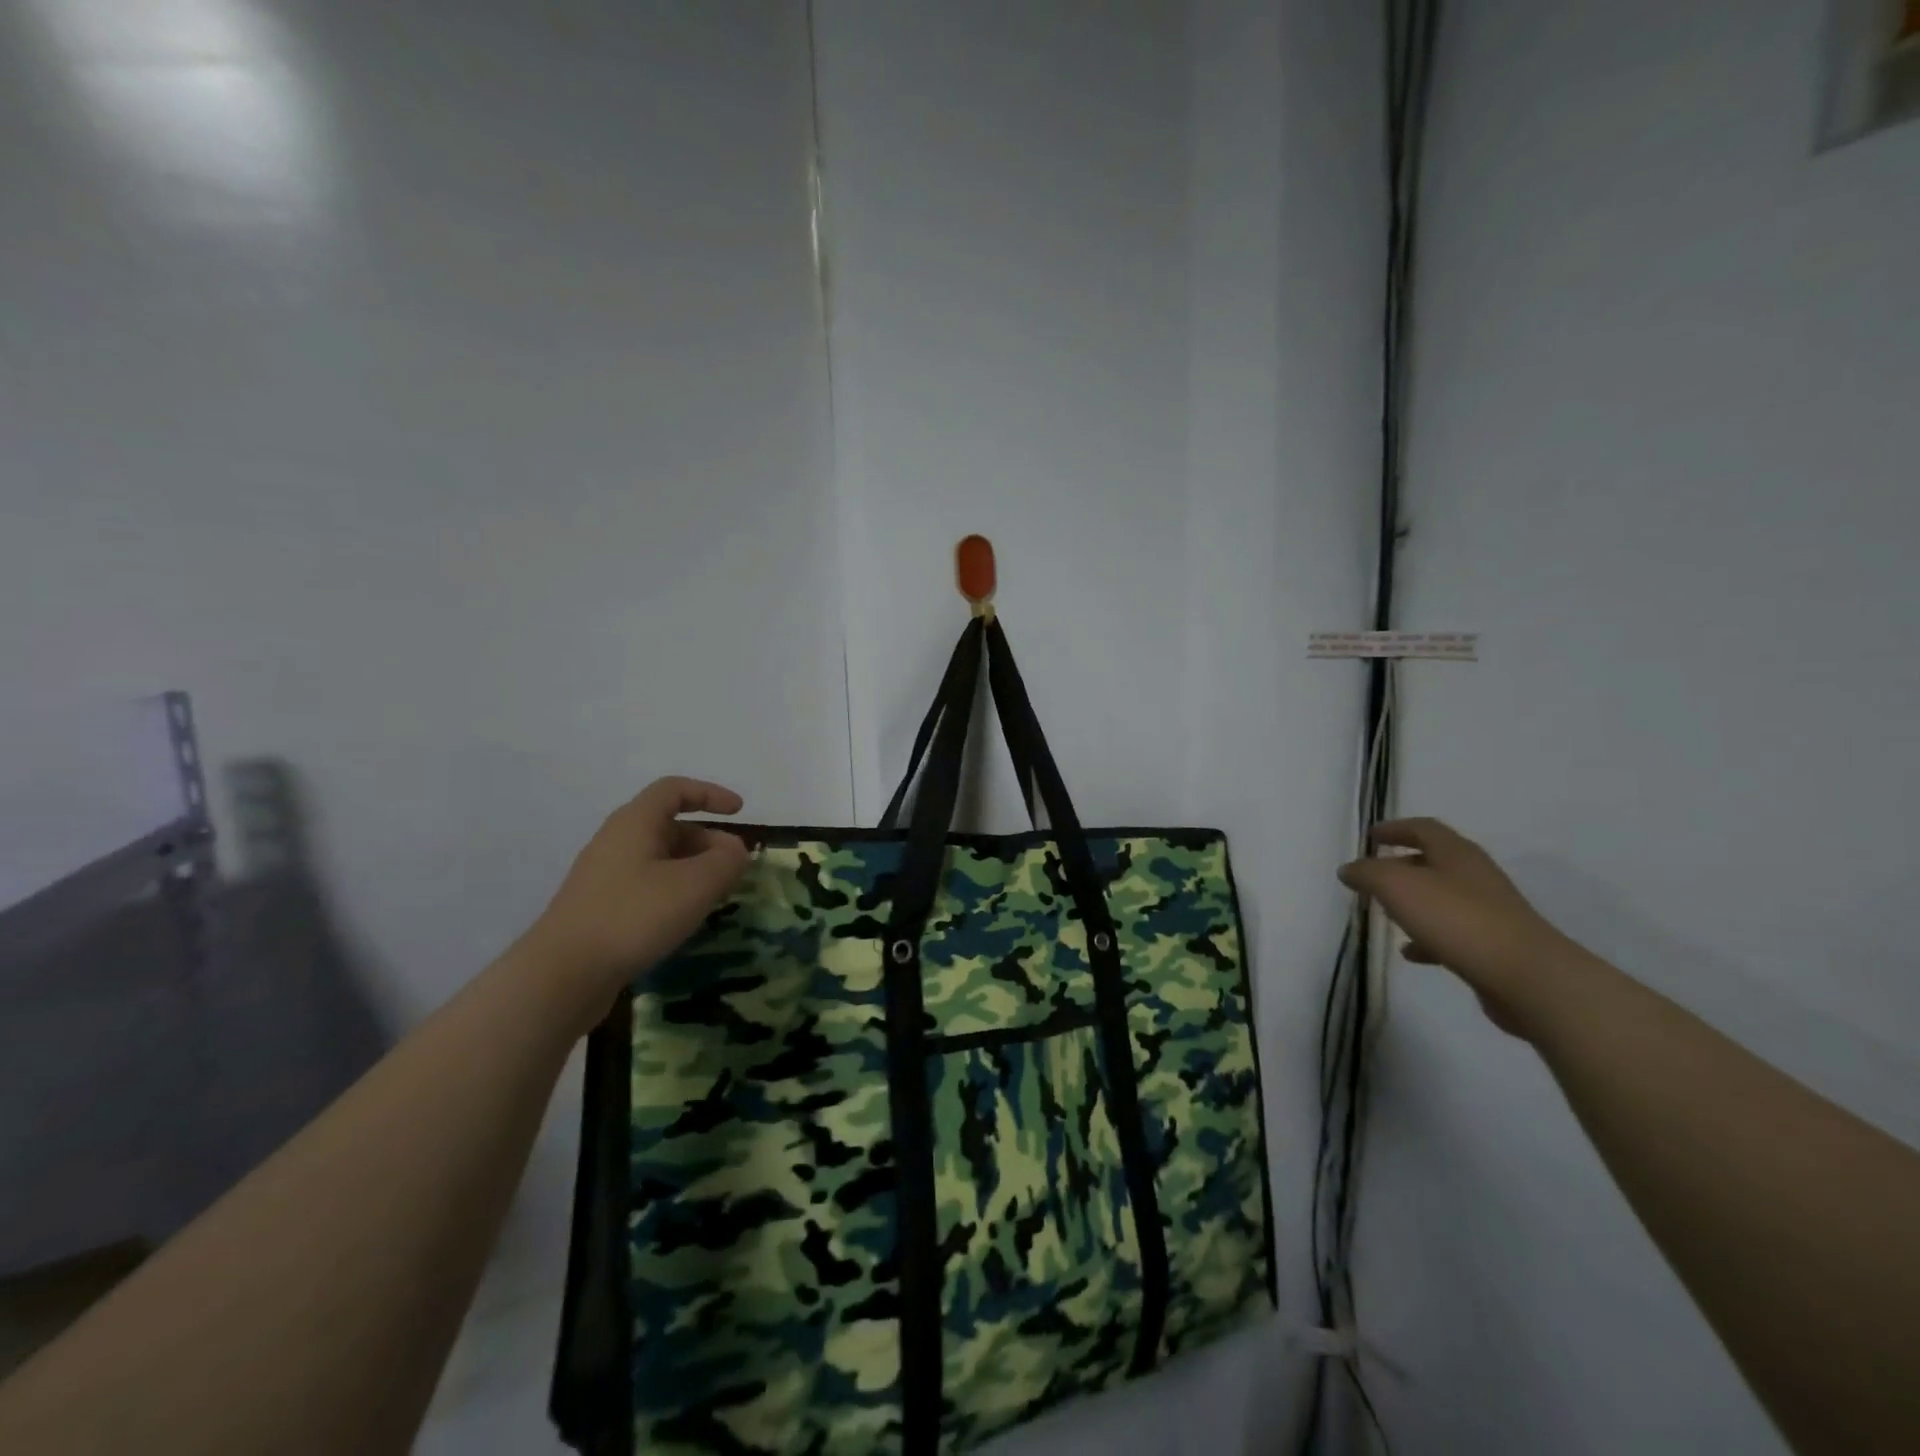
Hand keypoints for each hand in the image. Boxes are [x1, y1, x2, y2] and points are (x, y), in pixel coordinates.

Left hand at [523, 778, 749, 1020]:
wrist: (562, 975)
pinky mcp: (599, 908)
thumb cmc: (634, 916)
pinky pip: (646, 885)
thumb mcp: (695, 885)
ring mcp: (604, 876)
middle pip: (670, 825)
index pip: (675, 789)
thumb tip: (735, 851)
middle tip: (735, 868)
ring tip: (716, 896)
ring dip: (694, 869)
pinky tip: (684, 918)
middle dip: (709, 841)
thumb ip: (726, 861)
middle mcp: (616, 841)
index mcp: (635, 822)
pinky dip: (674, 891)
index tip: (740, 812)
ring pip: (659, 859)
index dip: (710, 794)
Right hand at [1338, 818, 1577, 1036]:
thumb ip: (1367, 873)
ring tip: (1386, 915)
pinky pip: (1453, 932)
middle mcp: (1475, 876)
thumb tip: (1349, 869)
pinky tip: (1411, 953)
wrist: (1527, 977)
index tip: (1371, 836)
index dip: (1395, 829)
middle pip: (1434, 861)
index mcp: (1456, 853)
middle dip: (1402, 865)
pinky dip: (1427, 937)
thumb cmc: (1456, 919)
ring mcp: (1489, 911)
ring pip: (1442, 898)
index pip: (1423, 828)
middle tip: (1373, 876)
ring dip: (1413, 902)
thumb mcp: (1396, 886)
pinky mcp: (1495, 945)